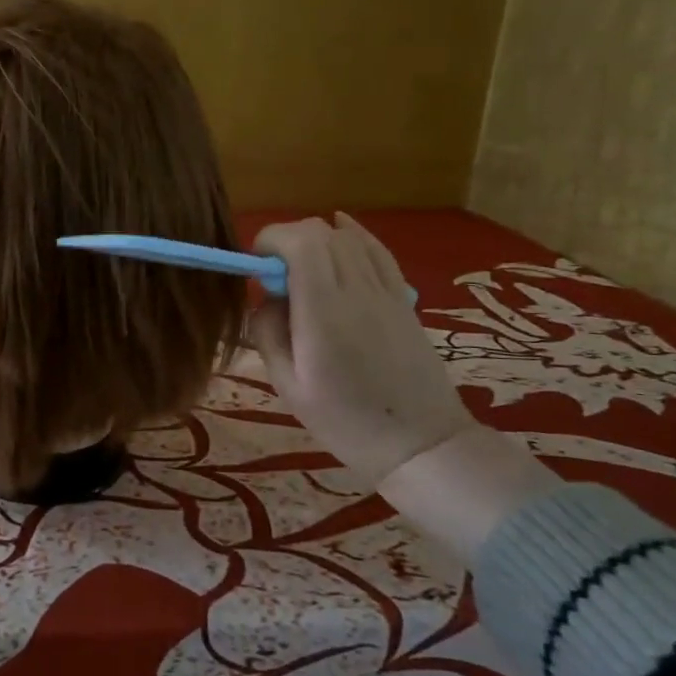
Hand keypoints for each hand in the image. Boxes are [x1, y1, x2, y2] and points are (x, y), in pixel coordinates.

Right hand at [249, 214, 474, 483]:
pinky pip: (377, 251)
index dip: (271, 240)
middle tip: (272, 272)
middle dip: (288, 238)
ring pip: (349, 237)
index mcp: (325, 312)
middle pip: (322, 232)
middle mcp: (357, 290)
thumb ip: (267, 333)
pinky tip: (340, 230)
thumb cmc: (345, 422)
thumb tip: (265, 300)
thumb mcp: (288, 386)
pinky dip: (354, 235)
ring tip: (300, 266)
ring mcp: (386, 291)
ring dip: (317, 238)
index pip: (300, 243)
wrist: (421, 444)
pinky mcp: (403, 299)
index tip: (254, 264)